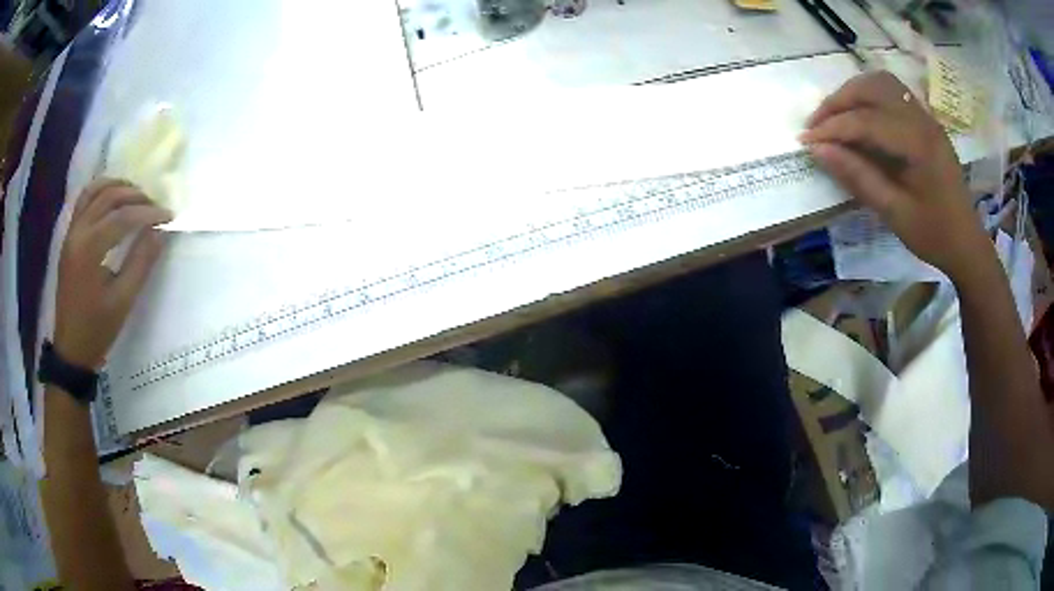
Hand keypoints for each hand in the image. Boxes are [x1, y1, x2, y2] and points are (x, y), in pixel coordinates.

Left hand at [54, 180, 171, 369]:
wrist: (71, 349)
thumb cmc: (97, 329)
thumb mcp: (123, 301)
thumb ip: (141, 263)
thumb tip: (159, 233)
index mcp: (90, 249)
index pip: (123, 217)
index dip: (148, 213)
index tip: (169, 216)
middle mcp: (78, 232)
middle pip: (109, 197)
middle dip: (136, 196)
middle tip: (155, 206)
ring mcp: (71, 232)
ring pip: (95, 191)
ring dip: (117, 187)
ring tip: (136, 195)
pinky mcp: (69, 237)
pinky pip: (84, 200)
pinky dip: (101, 191)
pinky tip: (113, 199)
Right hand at [800, 71, 989, 281]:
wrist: (967, 243)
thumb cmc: (934, 235)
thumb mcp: (894, 213)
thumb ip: (858, 177)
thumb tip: (819, 150)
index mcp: (917, 144)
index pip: (865, 120)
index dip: (832, 127)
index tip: (806, 140)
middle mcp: (922, 120)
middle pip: (871, 88)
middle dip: (839, 101)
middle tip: (817, 124)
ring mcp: (926, 117)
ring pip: (881, 83)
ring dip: (853, 93)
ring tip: (836, 116)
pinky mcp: (926, 122)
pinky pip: (893, 93)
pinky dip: (870, 96)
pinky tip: (861, 115)